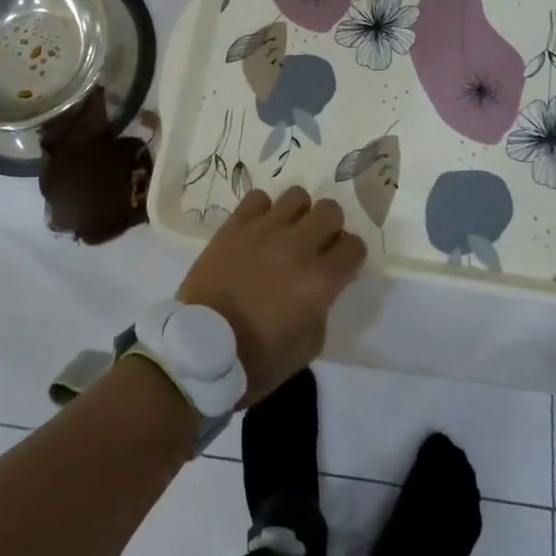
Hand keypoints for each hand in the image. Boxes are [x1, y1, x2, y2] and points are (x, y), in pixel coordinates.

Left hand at [176, 186, 366, 405]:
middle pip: (330, 211)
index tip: (340, 266)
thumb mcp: (307, 347)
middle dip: (330, 227)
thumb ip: (322, 308)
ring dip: (298, 214)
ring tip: (287, 232)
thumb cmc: (256, 360)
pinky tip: (258, 230)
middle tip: (316, 245)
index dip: (351, 256)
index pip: (354, 246)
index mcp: (319, 281)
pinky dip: (263, 211)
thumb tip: (322, 286)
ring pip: (297, 195)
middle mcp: (296, 247)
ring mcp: (263, 231)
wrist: (200, 351)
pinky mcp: (234, 226)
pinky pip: (258, 198)